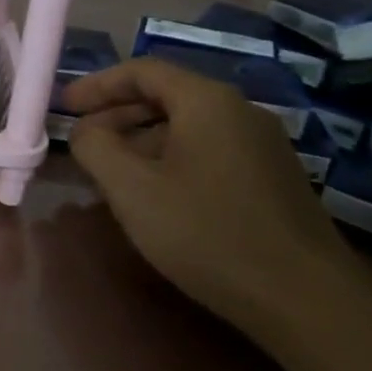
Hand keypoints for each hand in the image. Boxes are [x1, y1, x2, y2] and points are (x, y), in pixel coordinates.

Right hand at [61, 57, 354, 330]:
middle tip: (83, 139)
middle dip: (117, 112)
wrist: (306, 300)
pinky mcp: (273, 178)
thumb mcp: (131, 188)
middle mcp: (240, 111)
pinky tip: (156, 194)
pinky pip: (209, 150)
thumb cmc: (207, 233)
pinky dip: (171, 157)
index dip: (97, 84)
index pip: (142, 70)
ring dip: (142, 139)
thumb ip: (95, 146)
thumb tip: (86, 130)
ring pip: (188, 125)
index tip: (64, 106)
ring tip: (111, 170)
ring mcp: (263, 145)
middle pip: (167, 94)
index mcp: (207, 101)